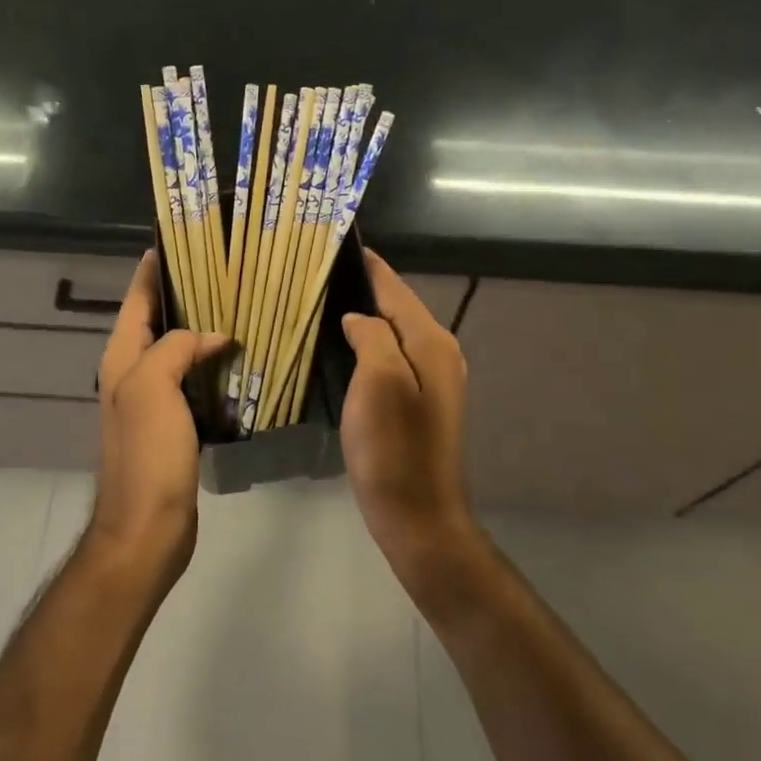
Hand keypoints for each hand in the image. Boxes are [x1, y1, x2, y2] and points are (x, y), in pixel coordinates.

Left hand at [93, 251, 228, 576]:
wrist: (148, 527)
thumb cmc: (146, 453)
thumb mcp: (154, 388)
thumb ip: (176, 348)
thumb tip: (211, 336)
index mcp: (122, 357)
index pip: (136, 299)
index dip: (152, 268)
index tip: (176, 240)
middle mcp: (132, 372)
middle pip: (157, 320)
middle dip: (184, 294)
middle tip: (224, 271)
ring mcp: (152, 399)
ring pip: (177, 349)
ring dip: (200, 328)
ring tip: (237, 306)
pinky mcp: (173, 423)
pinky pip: (192, 379)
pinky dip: (210, 363)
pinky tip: (237, 358)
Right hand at [339, 250, 479, 578]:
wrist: (417, 516)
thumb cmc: (394, 448)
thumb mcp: (380, 382)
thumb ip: (373, 336)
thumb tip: (359, 318)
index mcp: (432, 342)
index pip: (396, 289)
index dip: (369, 266)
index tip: (341, 243)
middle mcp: (439, 354)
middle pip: (398, 307)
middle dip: (365, 287)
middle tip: (322, 272)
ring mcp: (432, 381)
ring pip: (394, 332)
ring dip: (366, 314)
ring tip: (326, 301)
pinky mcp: (419, 403)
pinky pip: (391, 357)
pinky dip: (369, 343)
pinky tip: (344, 345)